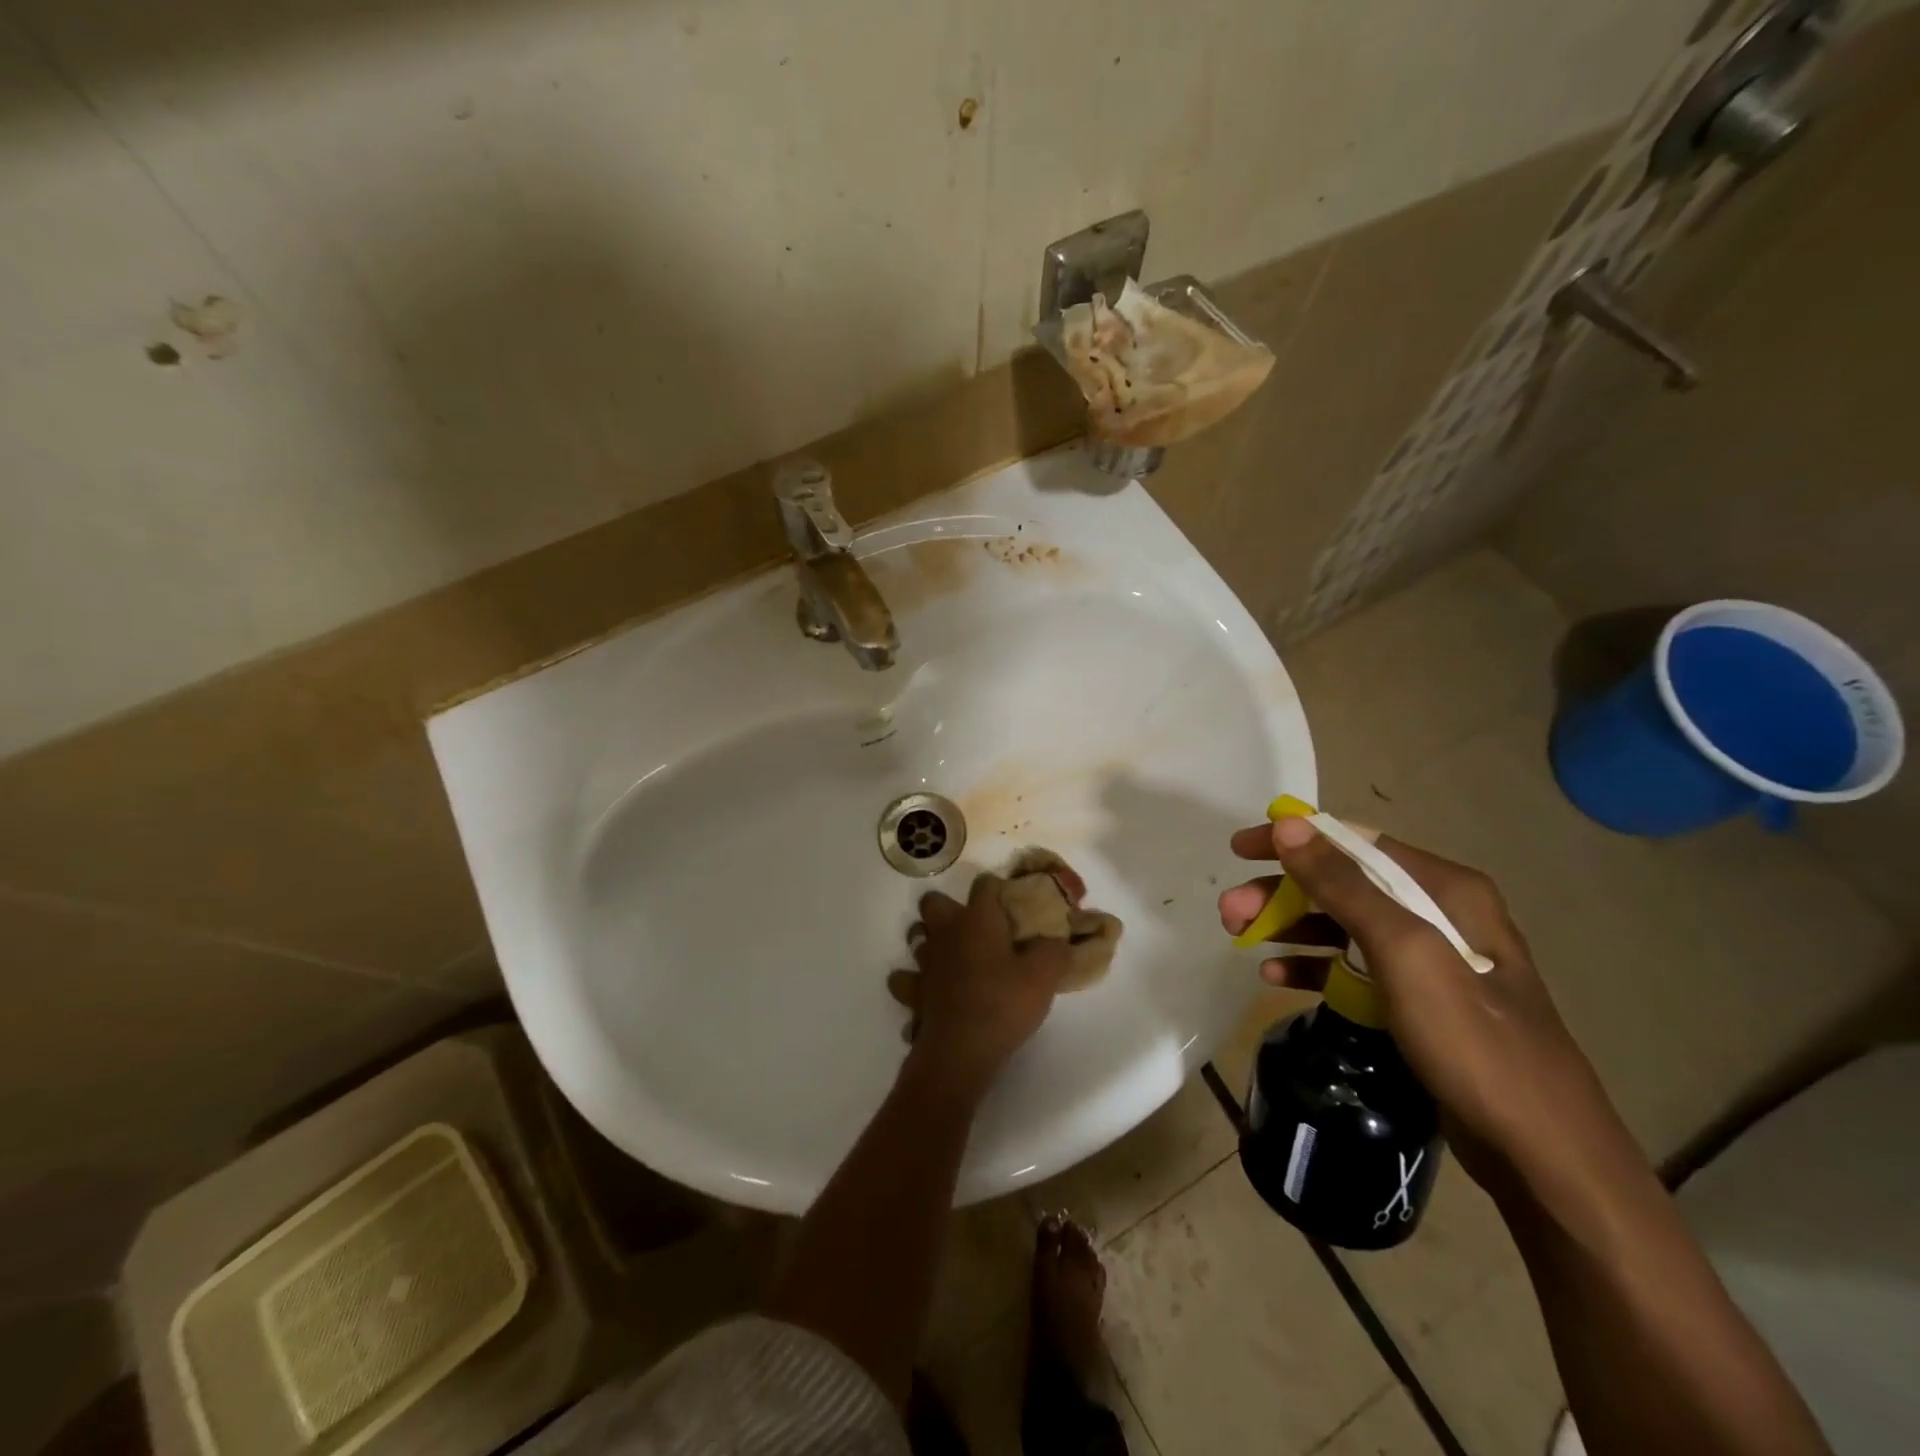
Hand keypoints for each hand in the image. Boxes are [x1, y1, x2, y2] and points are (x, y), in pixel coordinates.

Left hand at [889, 875, 1072, 1093]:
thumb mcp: (1044, 976)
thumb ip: (1054, 951)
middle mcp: (946, 932)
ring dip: (930, 942)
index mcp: (977, 919)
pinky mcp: (913, 992)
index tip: (1012, 904)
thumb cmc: (1003, 1003)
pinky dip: (914, 982)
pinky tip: (930, 990)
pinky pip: (906, 980)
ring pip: (917, 937)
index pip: (984, 884)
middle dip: (949, 908)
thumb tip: (1057, 941)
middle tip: (974, 928)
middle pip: (934, 902)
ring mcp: (925, 962)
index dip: (998, 888)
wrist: (961, 1051)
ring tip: (952, 956)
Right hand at [1218, 817, 1624, 1187]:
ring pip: (1342, 925)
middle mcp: (1438, 912)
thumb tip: (1288, 825)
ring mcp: (1429, 960)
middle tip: (1229, 911)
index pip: (1354, 841)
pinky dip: (1314, 966)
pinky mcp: (1418, 1001)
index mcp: (1445, 888)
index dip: (1293, 840)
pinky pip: (1353, 968)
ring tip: (1240, 938)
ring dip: (1289, 926)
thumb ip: (1344, 885)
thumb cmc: (1473, 1041)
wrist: (1543, 1154)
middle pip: (1342, 884)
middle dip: (1281, 892)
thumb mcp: (1404, 953)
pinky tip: (1277, 977)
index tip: (1240, 850)